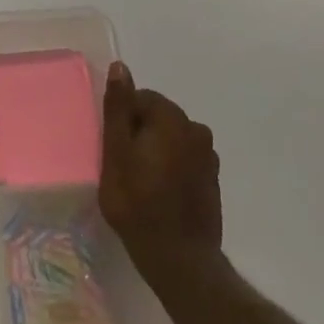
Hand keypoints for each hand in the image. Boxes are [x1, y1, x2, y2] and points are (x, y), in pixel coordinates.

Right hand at [100, 62, 223, 295]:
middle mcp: (197, 130)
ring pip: (170, 139)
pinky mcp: (212, 179)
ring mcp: (209, 156)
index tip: (111, 148)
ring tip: (138, 182)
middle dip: (138, 133)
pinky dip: (169, 167)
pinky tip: (157, 193)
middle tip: (120, 166)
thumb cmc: (137, 203)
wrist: (178, 257)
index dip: (121, 120)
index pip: (141, 98)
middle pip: (157, 117)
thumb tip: (120, 67)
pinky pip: (184, 160)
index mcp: (172, 119)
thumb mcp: (115, 153)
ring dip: (154, 151)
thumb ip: (117, 109)